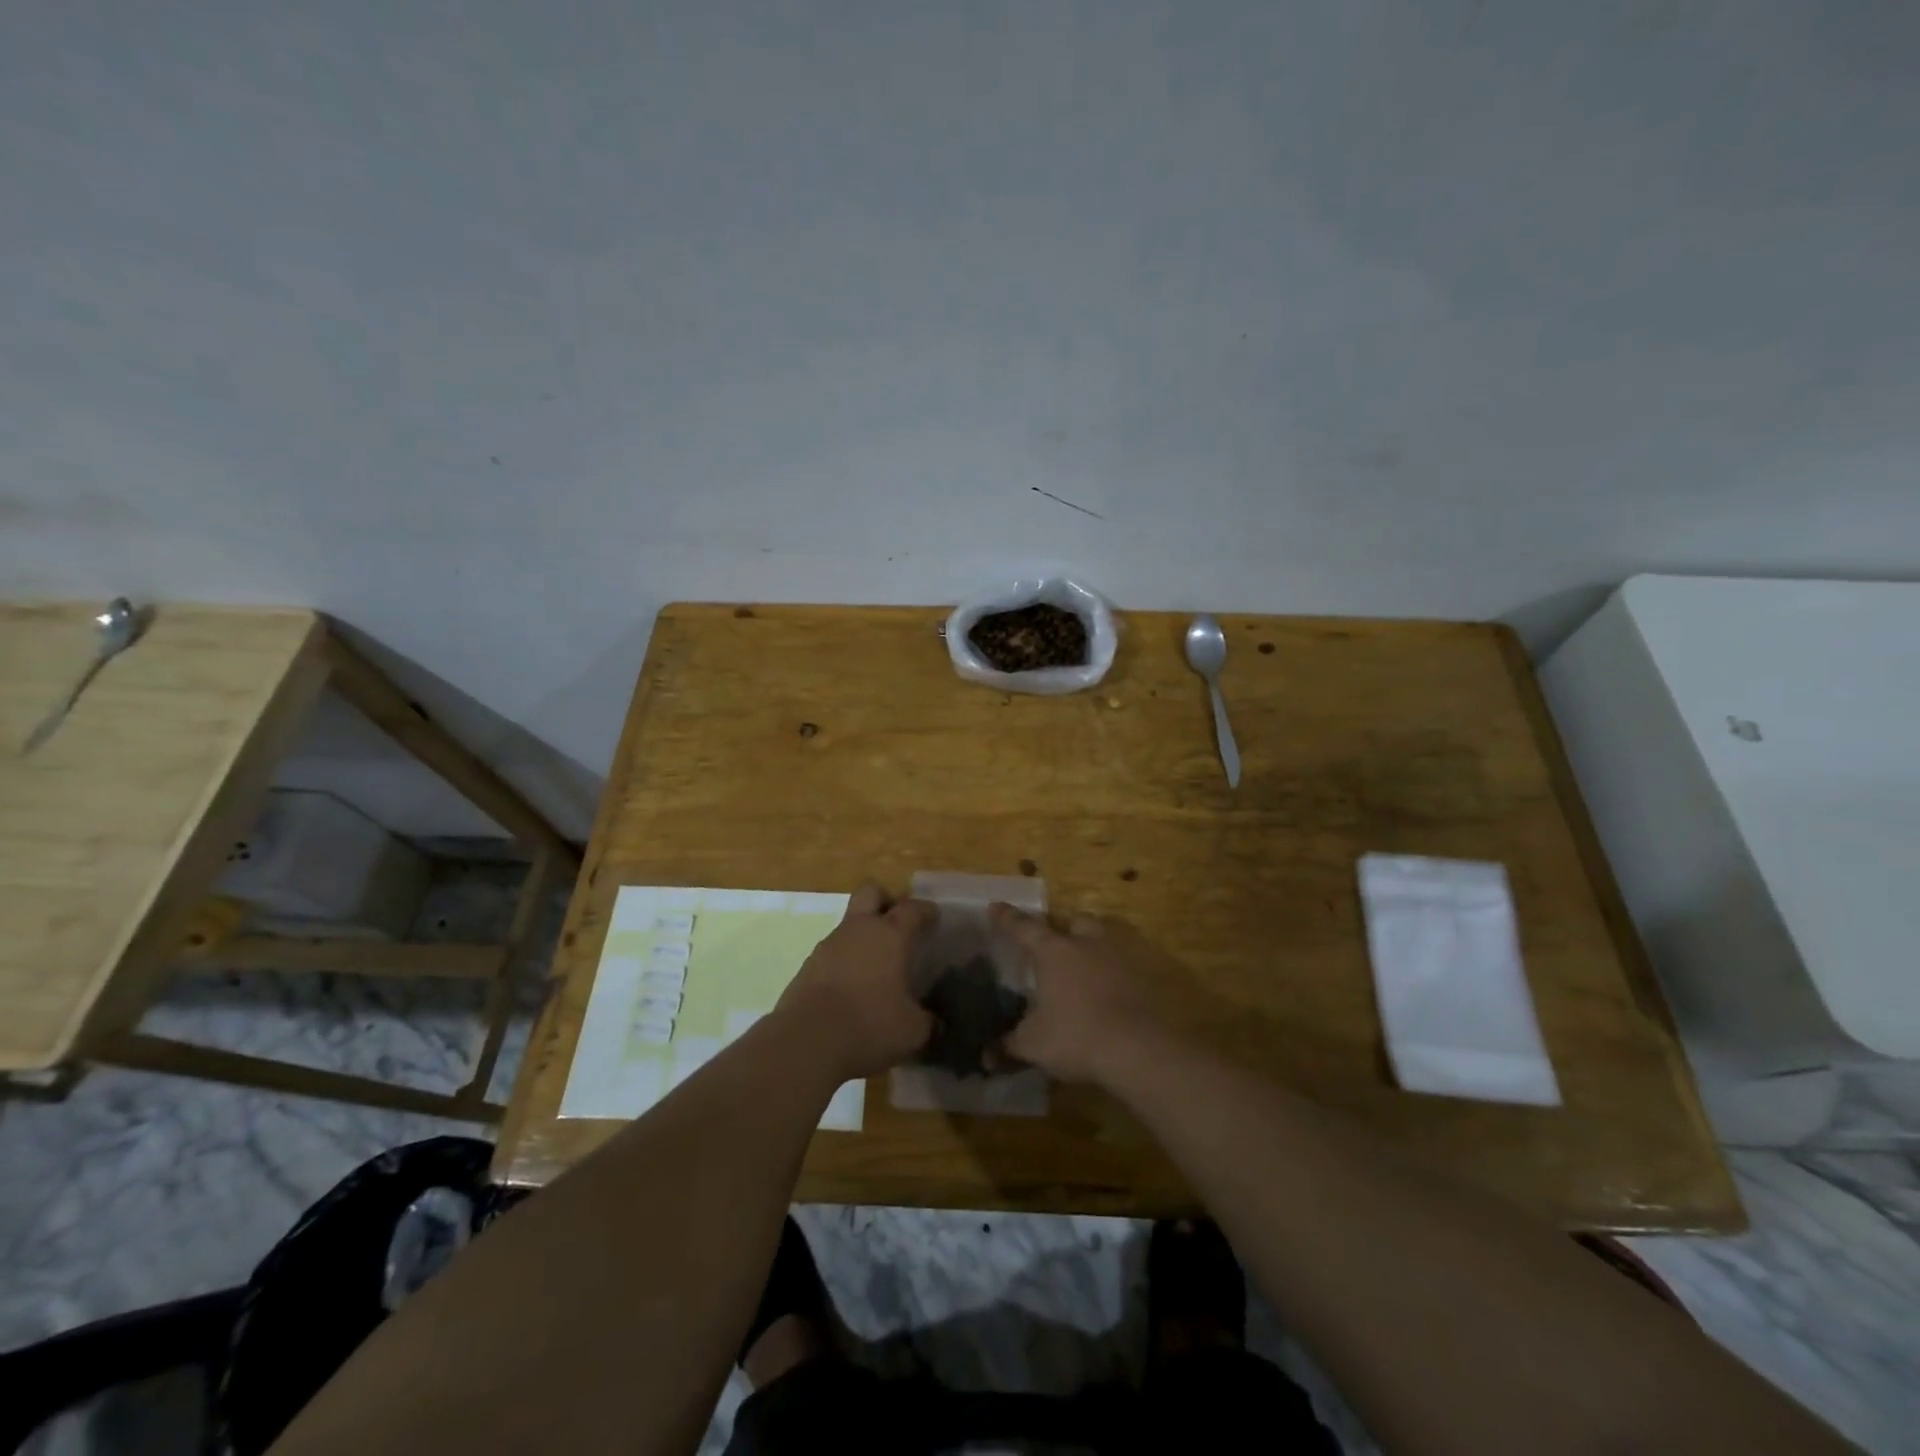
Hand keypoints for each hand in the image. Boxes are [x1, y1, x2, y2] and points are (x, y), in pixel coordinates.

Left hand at [775, 883, 934, 1080]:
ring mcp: (828, 945)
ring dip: (862, 936)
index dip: (925, 910)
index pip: (912, 908)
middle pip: (871, 892)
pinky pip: (832, 953)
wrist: (807, 1041)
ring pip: (848, 925)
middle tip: (897, 924)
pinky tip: (852, 989)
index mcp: (891, 935)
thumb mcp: (912, 1031)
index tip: (933, 917)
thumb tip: (935, 1024)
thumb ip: (927, 1022)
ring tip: (876, 966)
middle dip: (885, 901)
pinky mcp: (807, 967)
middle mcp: (859, 930)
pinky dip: (844, 963)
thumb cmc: (870, 1025)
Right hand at [990, 905, 1164, 1084]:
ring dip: (1093, 948)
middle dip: (1065, 930)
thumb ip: (1009, 1044)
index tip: (996, 907)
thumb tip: (987, 1055)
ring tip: (1085, 969)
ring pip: (1104, 940)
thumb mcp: (1033, 1044)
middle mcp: (1087, 944)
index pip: (1025, 928)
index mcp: (1054, 952)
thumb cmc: (1075, 1036)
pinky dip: (1114, 975)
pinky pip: (1123, 968)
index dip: (1008, 918)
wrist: (1137, 1050)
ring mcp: (1119, 959)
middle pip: (1076, 923)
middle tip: (1056, 946)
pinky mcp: (1143, 979)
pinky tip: (1108, 995)